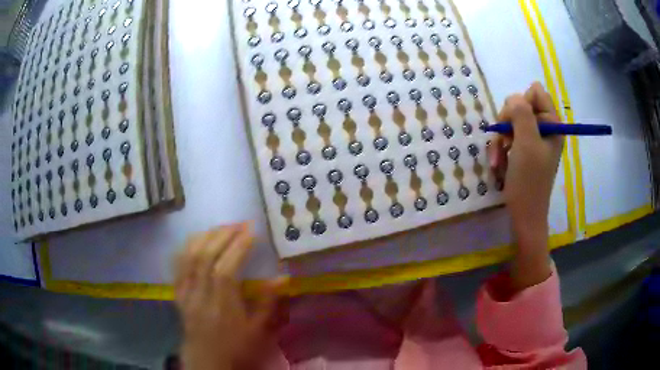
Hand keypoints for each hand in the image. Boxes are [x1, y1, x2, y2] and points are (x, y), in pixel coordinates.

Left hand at [174, 223, 285, 369]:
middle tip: (239, 224)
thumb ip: (268, 303)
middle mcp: (200, 298)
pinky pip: (178, 265)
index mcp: (222, 309)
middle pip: (204, 258)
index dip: (237, 248)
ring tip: (221, 227)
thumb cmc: (237, 348)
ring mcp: (186, 294)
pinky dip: (188, 247)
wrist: (207, 361)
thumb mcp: (258, 331)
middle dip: (222, 235)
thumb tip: (283, 277)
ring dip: (205, 236)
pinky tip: (198, 239)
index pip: (225, 271)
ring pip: (188, 257)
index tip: (251, 231)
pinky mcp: (178, 294)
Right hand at [487, 82, 563, 291]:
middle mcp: (545, 128)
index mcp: (553, 124)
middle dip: (508, 123)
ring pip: (511, 122)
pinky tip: (498, 164)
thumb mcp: (526, 143)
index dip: (522, 103)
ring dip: (501, 139)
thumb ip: (521, 113)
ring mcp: (535, 140)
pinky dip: (500, 149)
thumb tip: (515, 97)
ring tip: (497, 158)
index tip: (515, 124)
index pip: (535, 92)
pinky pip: (509, 137)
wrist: (524, 214)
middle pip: (521, 105)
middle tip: (505, 142)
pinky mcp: (525, 150)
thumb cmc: (529, 180)